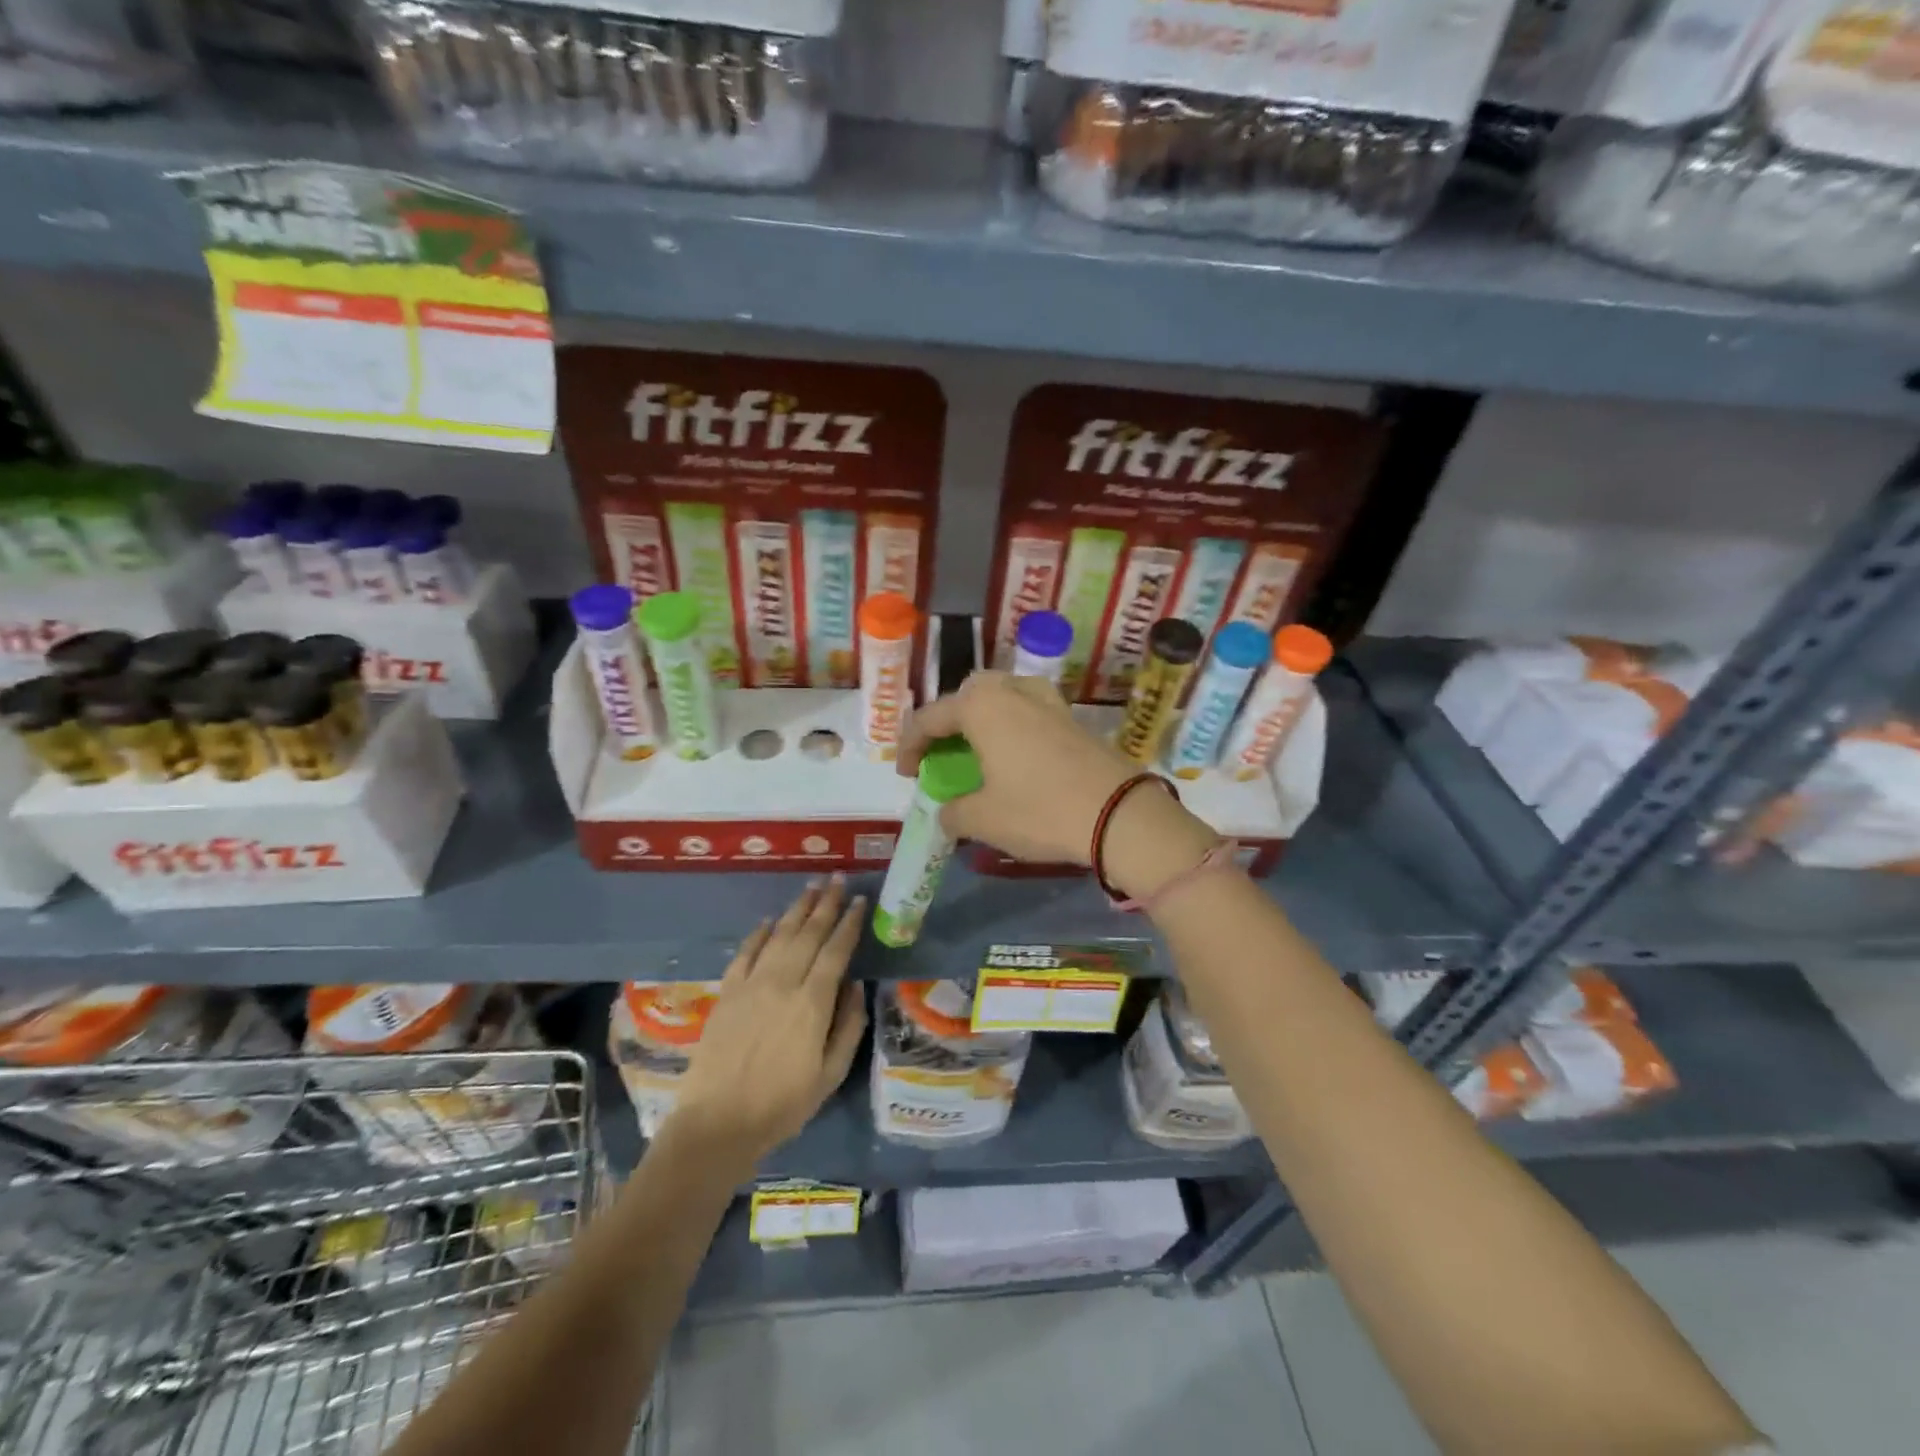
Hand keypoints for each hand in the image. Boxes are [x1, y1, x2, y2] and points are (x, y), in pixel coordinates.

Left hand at [667, 876, 867, 1168]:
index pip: (836, 950)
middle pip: (808, 933)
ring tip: (811, 887)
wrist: (717, 1123)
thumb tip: (856, 986)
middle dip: (826, 904)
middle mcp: (782, 983)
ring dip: (797, 909)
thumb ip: (849, 1026)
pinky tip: (769, 921)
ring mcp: (751, 984)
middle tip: (837, 879)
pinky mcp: (727, 992)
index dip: (849, 923)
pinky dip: (759, 933)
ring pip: (778, 935)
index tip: (860, 901)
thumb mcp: (830, 1074)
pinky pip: (745, 952)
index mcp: (812, 1002)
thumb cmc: (782, 1105)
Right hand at [898, 672, 1216, 896]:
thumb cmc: (1039, 811)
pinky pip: (1028, 713)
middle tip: (942, 753)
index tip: (905, 774)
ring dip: (982, 720)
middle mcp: (1012, 691)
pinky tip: (1014, 758)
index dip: (909, 746)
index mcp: (981, 706)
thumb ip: (953, 813)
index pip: (929, 718)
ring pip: (1002, 697)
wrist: (1120, 815)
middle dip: (948, 721)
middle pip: (967, 696)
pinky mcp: (1072, 718)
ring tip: (977, 751)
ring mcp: (1047, 701)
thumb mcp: (983, 819)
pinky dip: (1011, 728)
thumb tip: (948, 813)